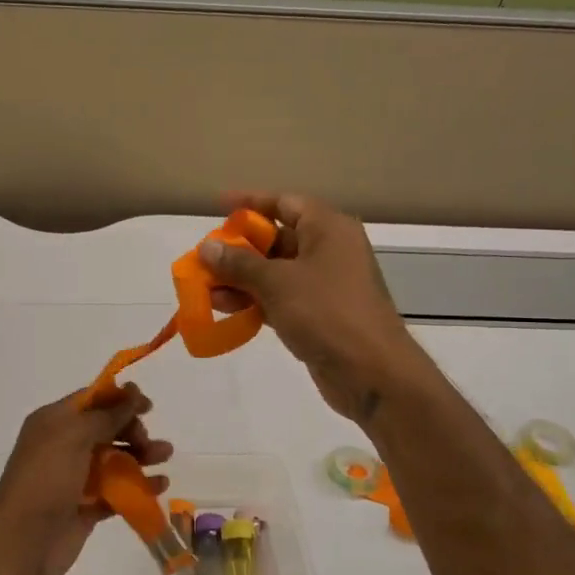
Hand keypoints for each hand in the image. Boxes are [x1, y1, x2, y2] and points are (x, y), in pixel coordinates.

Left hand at [0, 384, 171, 574]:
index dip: (119, 399)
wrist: (22, 541)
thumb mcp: (74, 436)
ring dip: (140, 456)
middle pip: (105, 429)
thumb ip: (106, 415)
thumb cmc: (46, 479)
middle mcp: (62, 447)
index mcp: (53, 422)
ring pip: (113, 460)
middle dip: (131, 430)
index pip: (90, 401)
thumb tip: (132, 392)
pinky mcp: (85, 508)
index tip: (148, 406)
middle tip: (147, 442)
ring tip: (165, 457)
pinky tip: (159, 486)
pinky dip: (137, 487)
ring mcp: (74, 479)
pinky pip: (116, 491)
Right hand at [201, 192, 429, 423]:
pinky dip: (254, 301)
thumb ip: (239, 263)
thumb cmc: (326, 312)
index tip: (217, 206)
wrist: (371, 371)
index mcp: (328, 229)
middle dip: (238, 249)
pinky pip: (280, 298)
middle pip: (276, 239)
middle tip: (204, 258)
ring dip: (240, 279)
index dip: (250, 203)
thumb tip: (207, 247)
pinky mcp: (317, 315)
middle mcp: (328, 251)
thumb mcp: (277, 282)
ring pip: (274, 272)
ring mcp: (324, 285)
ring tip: (205, 290)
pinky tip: (225, 310)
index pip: (284, 203)